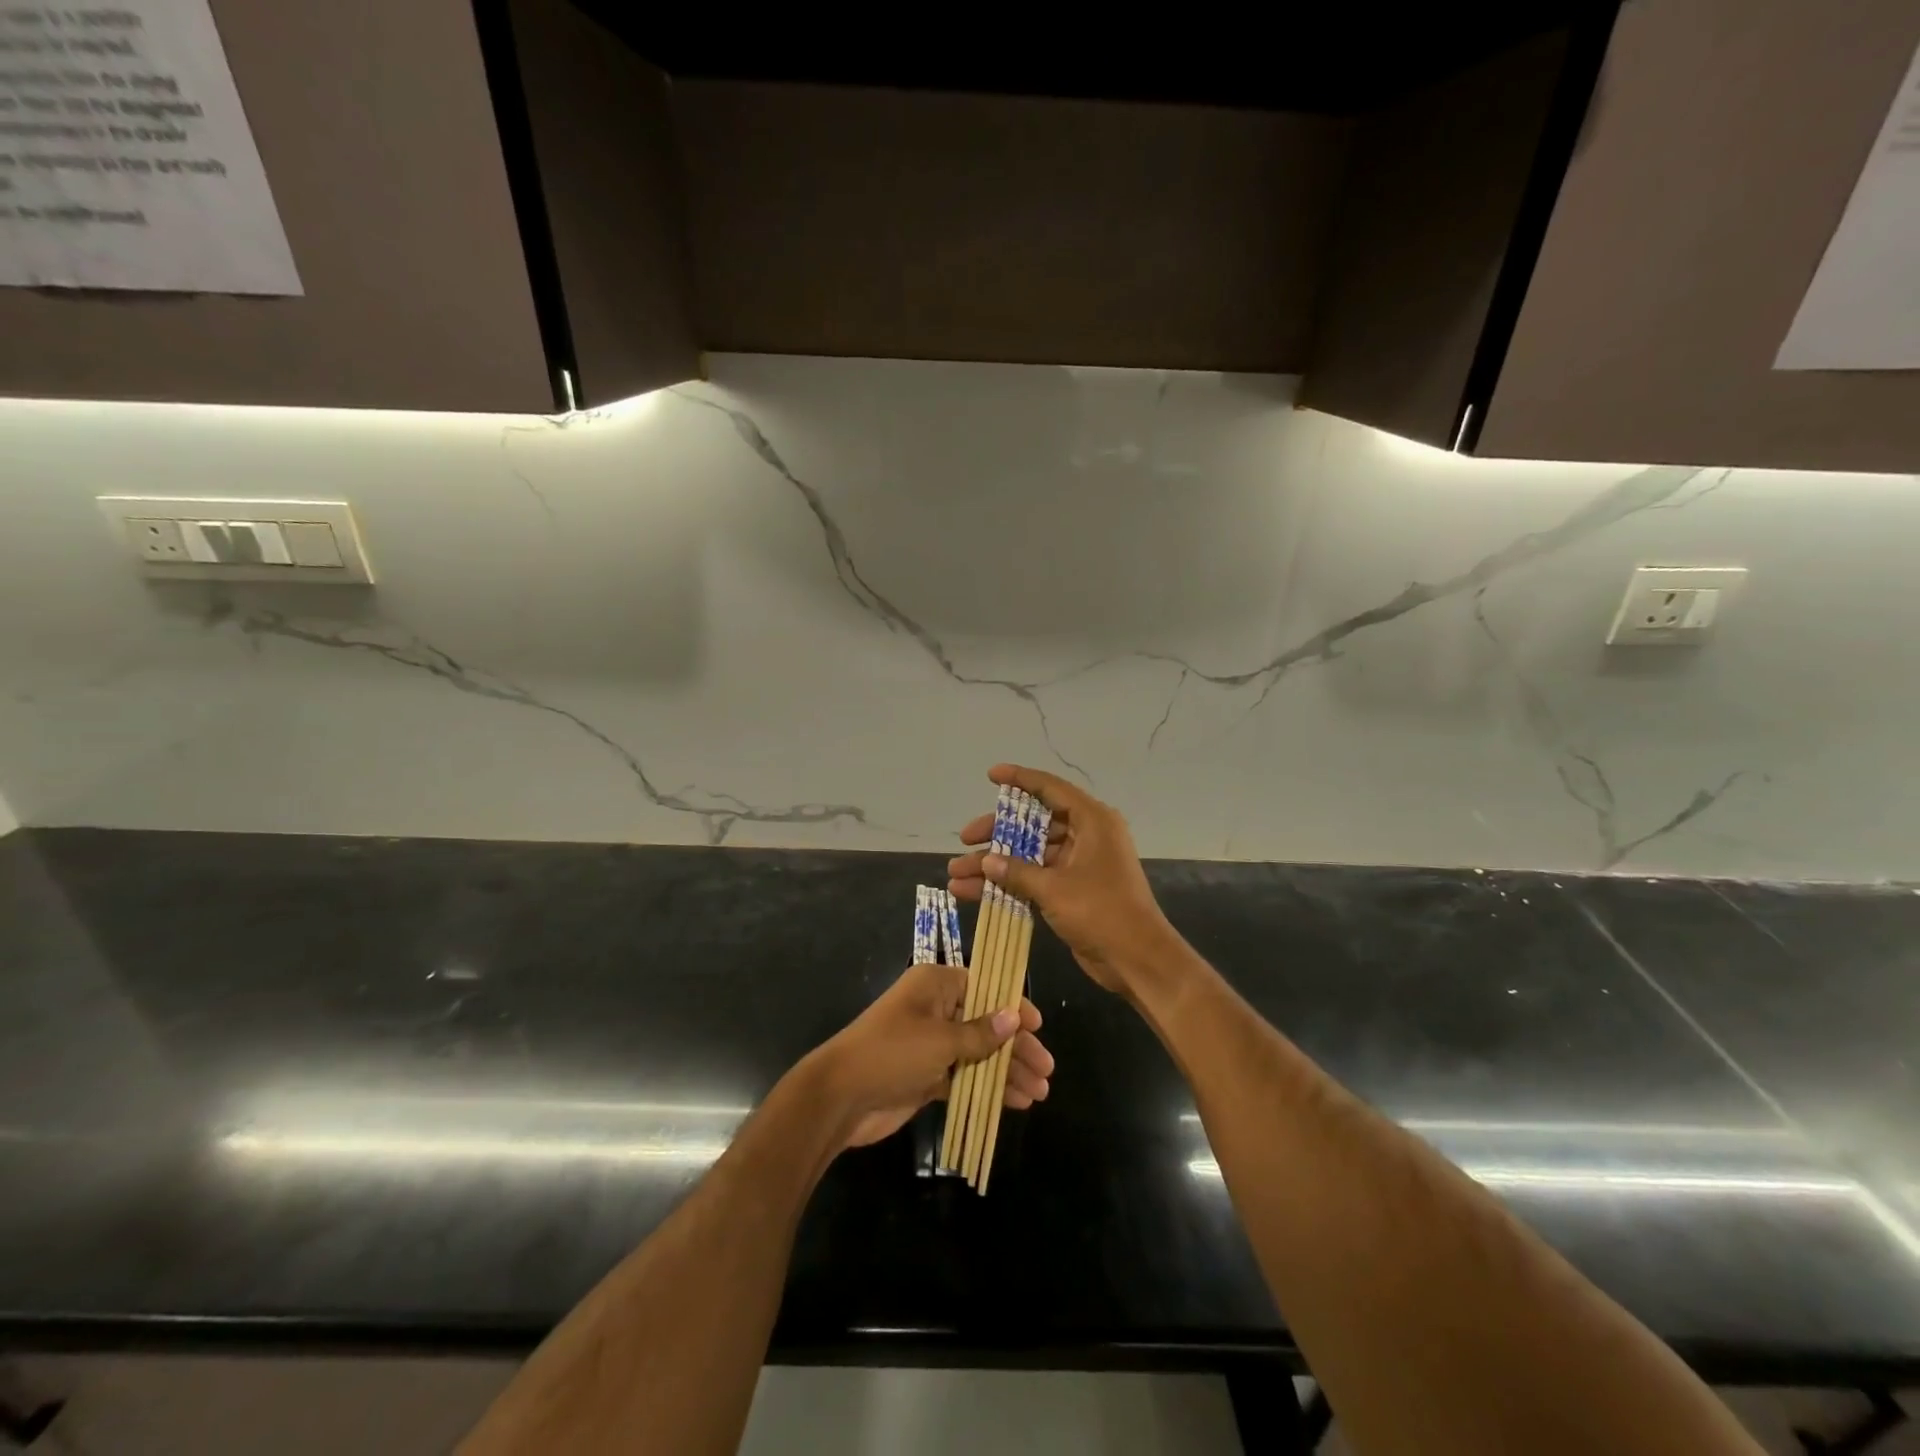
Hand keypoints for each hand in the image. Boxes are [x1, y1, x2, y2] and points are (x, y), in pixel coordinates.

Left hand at [808, 962, 1053, 1150]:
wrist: (840, 1097)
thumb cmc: (891, 1053)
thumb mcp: (940, 1040)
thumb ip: (980, 1033)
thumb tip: (1015, 1018)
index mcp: (936, 985)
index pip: (985, 987)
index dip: (1013, 1006)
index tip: (1039, 1026)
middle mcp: (936, 1009)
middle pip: (986, 1023)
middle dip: (1016, 1047)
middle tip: (1047, 1070)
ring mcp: (931, 1044)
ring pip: (978, 1053)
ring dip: (1007, 1071)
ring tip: (1039, 1094)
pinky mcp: (927, 1075)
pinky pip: (965, 1076)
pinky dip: (988, 1087)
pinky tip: (1015, 1102)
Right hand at [947, 764, 1181, 998]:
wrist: (1136, 960)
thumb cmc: (1101, 911)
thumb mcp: (1054, 889)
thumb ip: (1016, 872)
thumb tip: (986, 861)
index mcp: (1092, 821)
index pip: (1050, 789)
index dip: (1019, 780)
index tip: (991, 775)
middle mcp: (1087, 836)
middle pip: (1034, 825)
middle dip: (997, 834)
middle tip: (965, 839)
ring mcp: (1079, 864)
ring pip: (1030, 855)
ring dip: (995, 865)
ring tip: (956, 874)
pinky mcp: (1072, 890)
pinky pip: (1034, 878)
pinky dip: (1009, 884)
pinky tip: (973, 892)